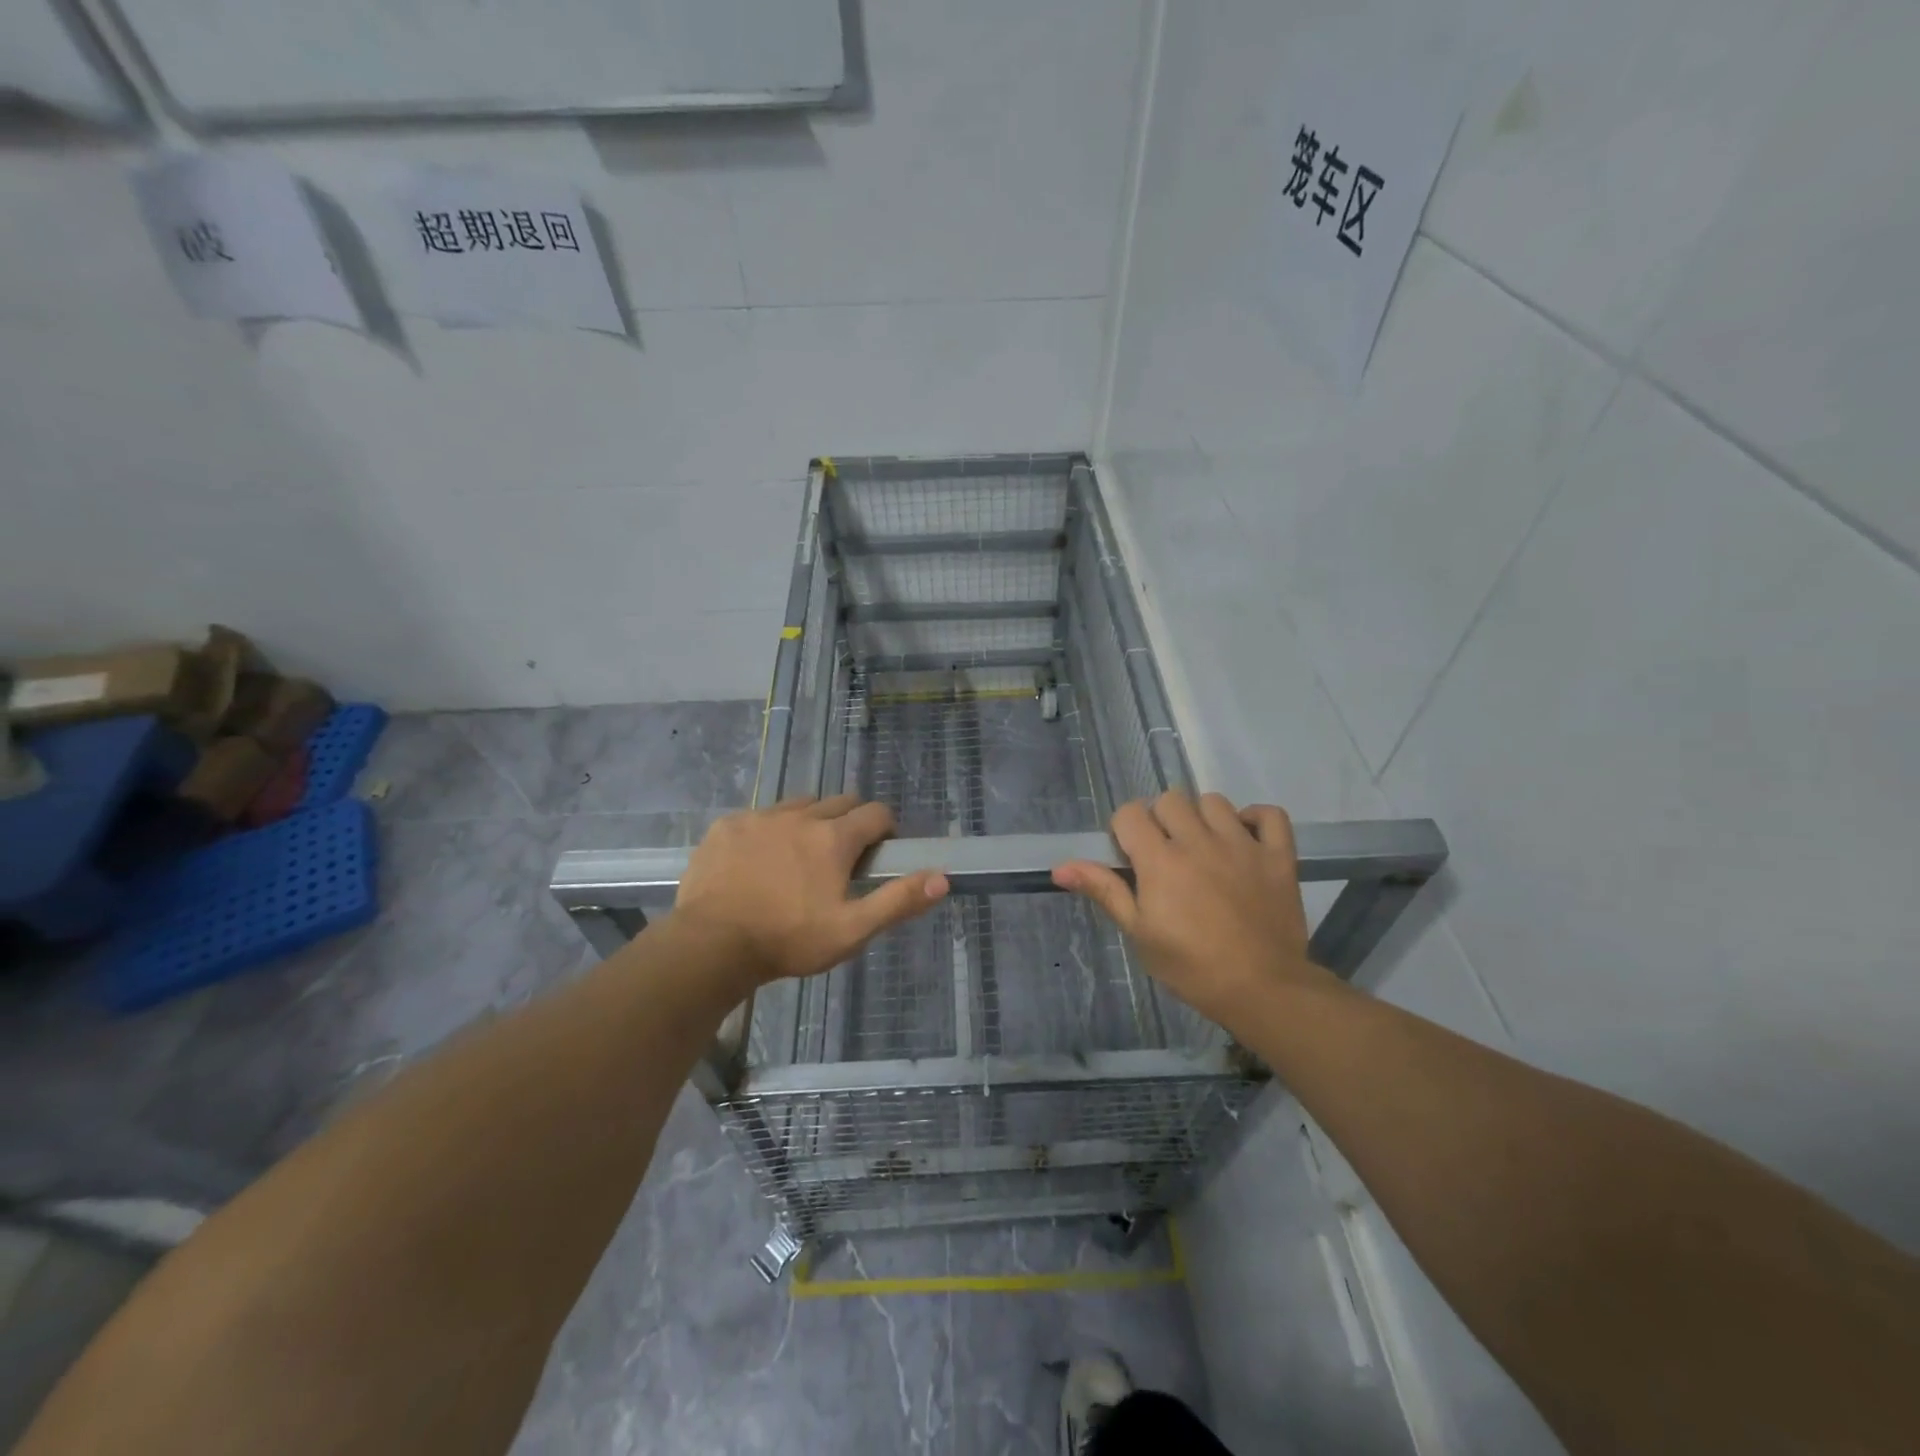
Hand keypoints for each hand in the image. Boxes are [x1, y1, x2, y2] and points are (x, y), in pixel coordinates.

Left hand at [673, 795, 947, 990]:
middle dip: (849, 821)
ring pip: (798, 805)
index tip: (879, 853)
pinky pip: (758, 816)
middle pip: (839, 801)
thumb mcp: (851, 930)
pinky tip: (757, 862)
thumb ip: (897, 901)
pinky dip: (768, 831)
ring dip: (809, 821)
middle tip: (841, 858)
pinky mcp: (726, 826)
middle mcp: (800, 815)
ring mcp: (759, 817)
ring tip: (799, 857)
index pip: (876, 812)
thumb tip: (941, 878)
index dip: (884, 829)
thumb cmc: (788, 940)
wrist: (711, 945)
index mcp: (834, 838)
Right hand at [1053, 792, 1332, 1028]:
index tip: (1131, 856)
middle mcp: (1199, 841)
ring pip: (1214, 801)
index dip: (1124, 829)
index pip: (1130, 813)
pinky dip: (1255, 819)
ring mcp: (1242, 845)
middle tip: (1165, 852)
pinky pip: (1269, 815)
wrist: (1262, 989)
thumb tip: (1059, 867)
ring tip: (1203, 846)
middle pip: (1170, 800)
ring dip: (1202, 817)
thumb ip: (1104, 891)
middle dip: (1160, 819)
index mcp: (1160, 860)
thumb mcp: (1139, 933)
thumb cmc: (1191, 967)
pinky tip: (1245, 837)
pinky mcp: (1277, 856)